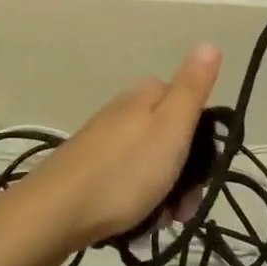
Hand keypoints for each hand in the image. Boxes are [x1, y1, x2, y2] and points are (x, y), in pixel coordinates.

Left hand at [13, 44, 222, 250]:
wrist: (56, 212)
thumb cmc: (125, 171)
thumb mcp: (171, 127)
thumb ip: (192, 88)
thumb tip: (209, 44)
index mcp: (146, 96)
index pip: (189, 105)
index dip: (204, 139)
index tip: (206, 171)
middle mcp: (124, 111)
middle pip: (171, 137)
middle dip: (185, 173)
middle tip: (184, 206)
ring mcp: (104, 140)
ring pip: (151, 163)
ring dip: (164, 193)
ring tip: (161, 220)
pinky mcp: (89, 168)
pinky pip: (128, 180)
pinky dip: (139, 200)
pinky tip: (138, 221)